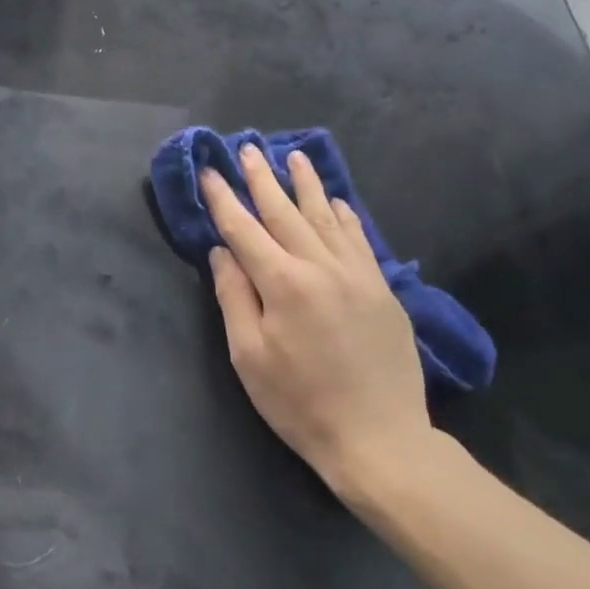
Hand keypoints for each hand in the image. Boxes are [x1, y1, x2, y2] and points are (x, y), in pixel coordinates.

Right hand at [202, 145, 434, 510]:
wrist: (380, 440)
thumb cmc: (300, 403)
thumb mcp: (249, 357)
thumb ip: (234, 297)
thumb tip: (221, 252)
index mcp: (282, 283)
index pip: (243, 230)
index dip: (222, 199)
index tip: (208, 171)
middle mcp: (320, 267)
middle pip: (284, 212)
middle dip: (261, 179)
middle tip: (247, 149)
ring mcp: (356, 275)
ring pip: (326, 217)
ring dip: (306, 185)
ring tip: (293, 156)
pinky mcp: (381, 289)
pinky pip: (360, 240)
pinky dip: (345, 216)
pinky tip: (337, 200)